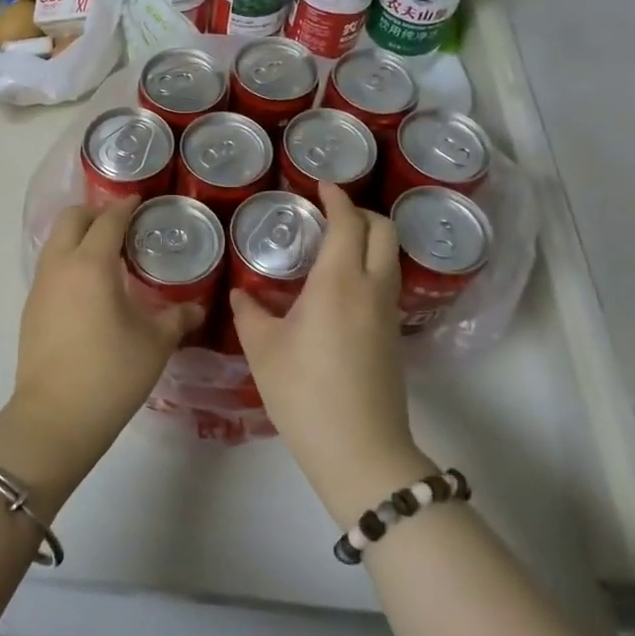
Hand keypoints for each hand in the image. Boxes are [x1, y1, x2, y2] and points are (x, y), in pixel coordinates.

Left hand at [11, 197, 202, 464]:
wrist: (56, 417)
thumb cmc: (111, 373)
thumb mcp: (154, 344)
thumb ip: (177, 318)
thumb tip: (196, 309)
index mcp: (91, 264)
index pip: (108, 220)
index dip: (126, 207)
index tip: (141, 202)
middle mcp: (60, 265)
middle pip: (72, 219)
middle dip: (96, 213)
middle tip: (123, 224)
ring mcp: (40, 286)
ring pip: (56, 242)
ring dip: (79, 236)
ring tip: (108, 254)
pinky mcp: (31, 308)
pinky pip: (50, 267)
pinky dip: (68, 261)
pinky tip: (89, 287)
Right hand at [229, 184, 432, 526]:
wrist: (360, 452)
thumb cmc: (304, 393)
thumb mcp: (263, 350)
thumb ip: (249, 312)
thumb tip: (240, 293)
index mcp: (338, 282)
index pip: (348, 222)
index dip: (336, 197)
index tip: (320, 183)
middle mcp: (371, 289)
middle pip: (383, 230)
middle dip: (361, 212)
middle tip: (328, 212)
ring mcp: (388, 313)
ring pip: (389, 257)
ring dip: (368, 239)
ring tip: (331, 245)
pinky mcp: (393, 336)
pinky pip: (386, 283)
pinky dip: (369, 266)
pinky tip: (337, 287)